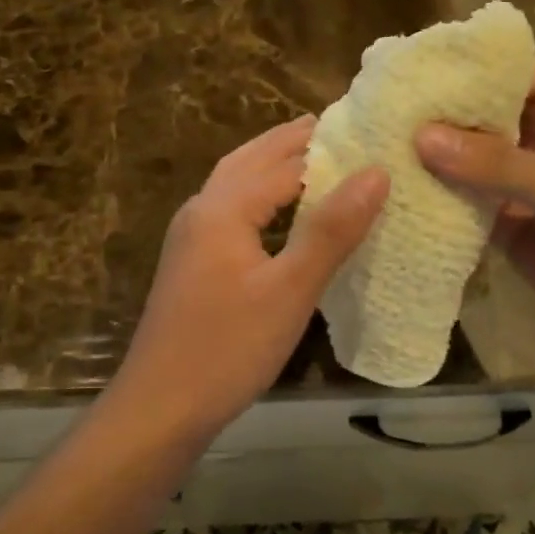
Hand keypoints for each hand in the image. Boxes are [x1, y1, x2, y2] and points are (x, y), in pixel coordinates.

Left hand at [115, 115, 388, 430]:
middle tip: (335, 126)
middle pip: (249, 160)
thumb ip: (331, 230)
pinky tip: (276, 216)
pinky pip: (228, 210)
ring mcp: (189, 238)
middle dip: (290, 141)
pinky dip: (257, 196)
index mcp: (223, 208)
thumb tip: (375, 173)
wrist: (159, 407)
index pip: (283, 162)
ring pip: (234, 184)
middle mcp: (201, 211)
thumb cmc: (228, 348)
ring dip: (269, 165)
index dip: (326, 147)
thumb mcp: (290, 291)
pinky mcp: (190, 264)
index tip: (367, 131)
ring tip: (311, 159)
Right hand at [415, 61, 534, 363]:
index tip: (420, 60)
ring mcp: (524, 186)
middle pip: (488, 115)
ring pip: (472, 160)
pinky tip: (395, 188)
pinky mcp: (508, 225)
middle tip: (386, 101)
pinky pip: (467, 203)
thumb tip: (421, 135)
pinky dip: (437, 197)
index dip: (477, 63)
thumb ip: (497, 163)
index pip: (521, 73)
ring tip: (378, 138)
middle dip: (444, 109)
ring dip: (435, 154)